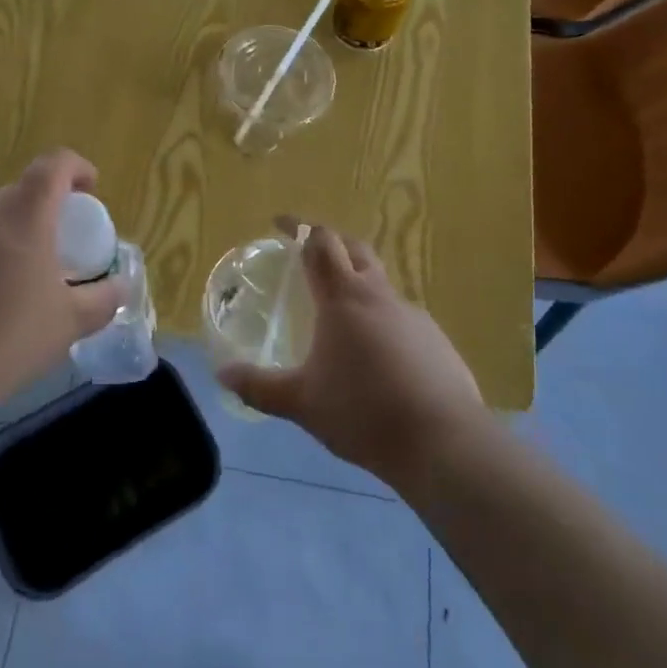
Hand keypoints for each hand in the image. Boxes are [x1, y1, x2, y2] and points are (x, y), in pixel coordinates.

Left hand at [0, 149, 126, 419]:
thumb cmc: (10, 340)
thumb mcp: (71, 323)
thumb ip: (104, 298)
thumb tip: (120, 285)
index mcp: (23, 217)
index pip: (53, 165)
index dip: (76, 168)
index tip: (89, 189)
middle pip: (19, 195)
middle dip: (42, 212)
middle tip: (55, 249)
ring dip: (7, 237)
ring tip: (13, 280)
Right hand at [218, 223, 482, 483]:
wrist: (444, 442)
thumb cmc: (363, 412)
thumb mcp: (301, 403)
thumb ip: (259, 387)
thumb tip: (222, 374)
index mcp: (344, 298)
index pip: (320, 243)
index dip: (299, 227)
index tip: (280, 224)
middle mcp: (379, 296)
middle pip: (355, 249)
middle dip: (331, 242)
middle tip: (309, 254)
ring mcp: (413, 316)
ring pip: (380, 284)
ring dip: (357, 283)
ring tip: (338, 314)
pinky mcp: (436, 341)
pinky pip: (401, 318)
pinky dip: (380, 320)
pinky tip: (375, 356)